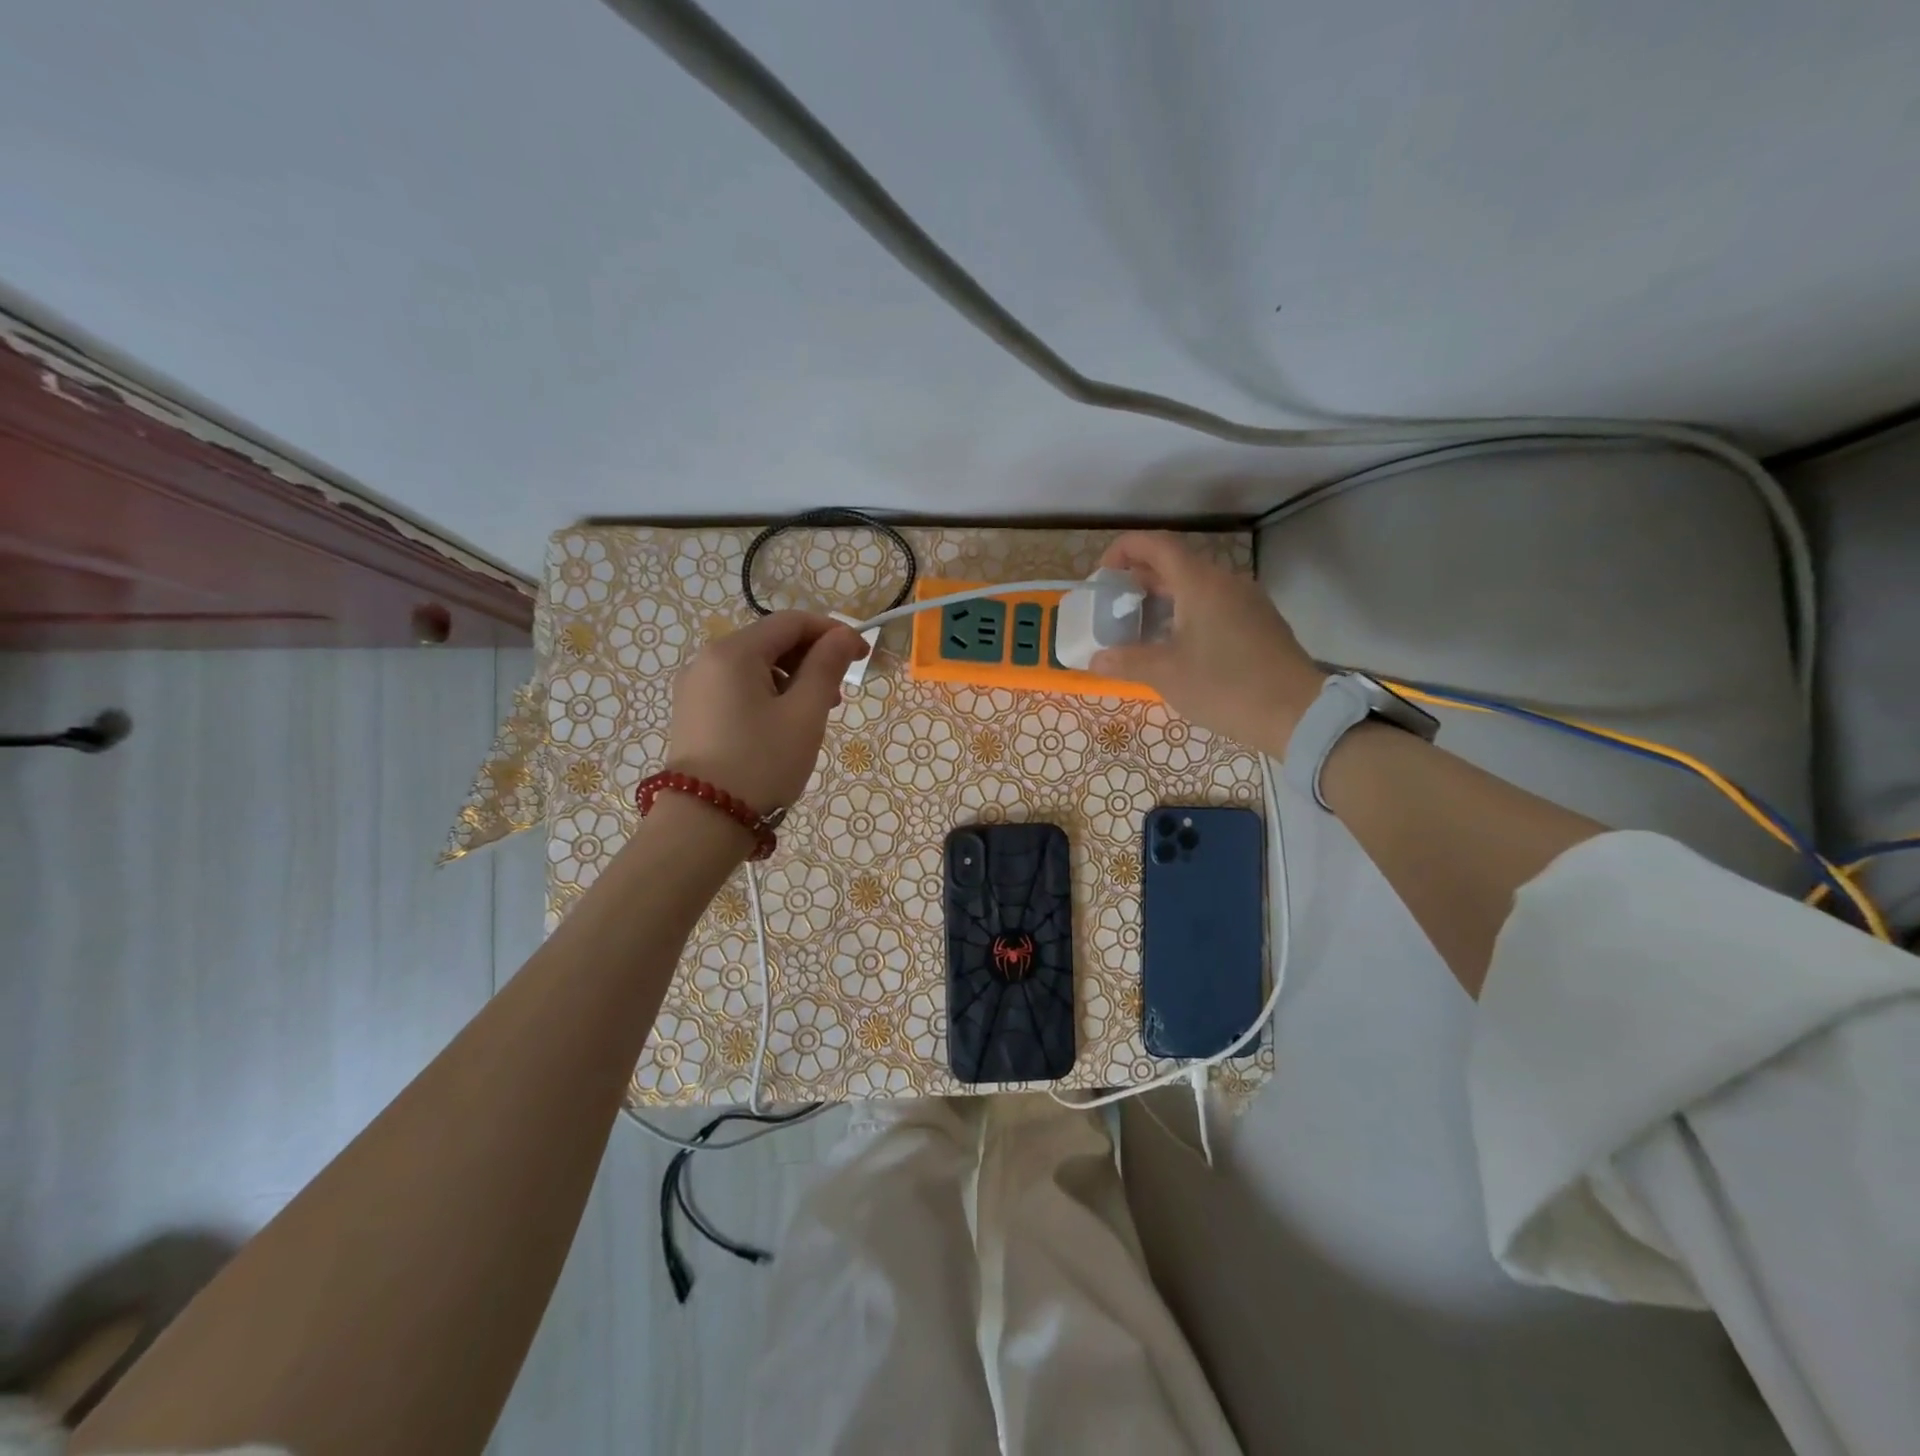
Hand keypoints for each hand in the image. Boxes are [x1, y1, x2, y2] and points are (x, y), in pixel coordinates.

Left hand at [666, 611, 868, 811]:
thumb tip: (844, 636)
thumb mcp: (805, 714)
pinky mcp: (693, 713)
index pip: (791, 622)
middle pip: (770, 642)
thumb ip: (827, 667)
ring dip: (792, 680)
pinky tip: (784, 726)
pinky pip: (738, 689)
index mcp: (733, 652)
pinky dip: (768, 696)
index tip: (862, 656)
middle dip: (811, 660)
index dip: (832, 632)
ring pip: (755, 667)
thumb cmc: (762, 763)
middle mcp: (707, 660)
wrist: (703, 822)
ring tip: (814, 716)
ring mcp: (695, 688)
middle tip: (838, 696)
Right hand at [1090, 532, 1324, 756]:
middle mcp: (1225, 582)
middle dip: (1139, 579)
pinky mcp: (1259, 623)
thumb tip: (1096, 659)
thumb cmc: (1225, 686)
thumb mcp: (1166, 675)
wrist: (1296, 713)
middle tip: (1113, 605)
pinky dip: (1186, 612)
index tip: (1103, 573)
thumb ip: (1126, 661)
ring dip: (1163, 598)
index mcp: (1200, 583)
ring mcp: (1247, 601)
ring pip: (1196, 586)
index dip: (1124, 549)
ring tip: (1139, 626)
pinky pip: (1214, 604)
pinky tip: (1175, 644)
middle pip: (1176, 564)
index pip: (1157, 544)